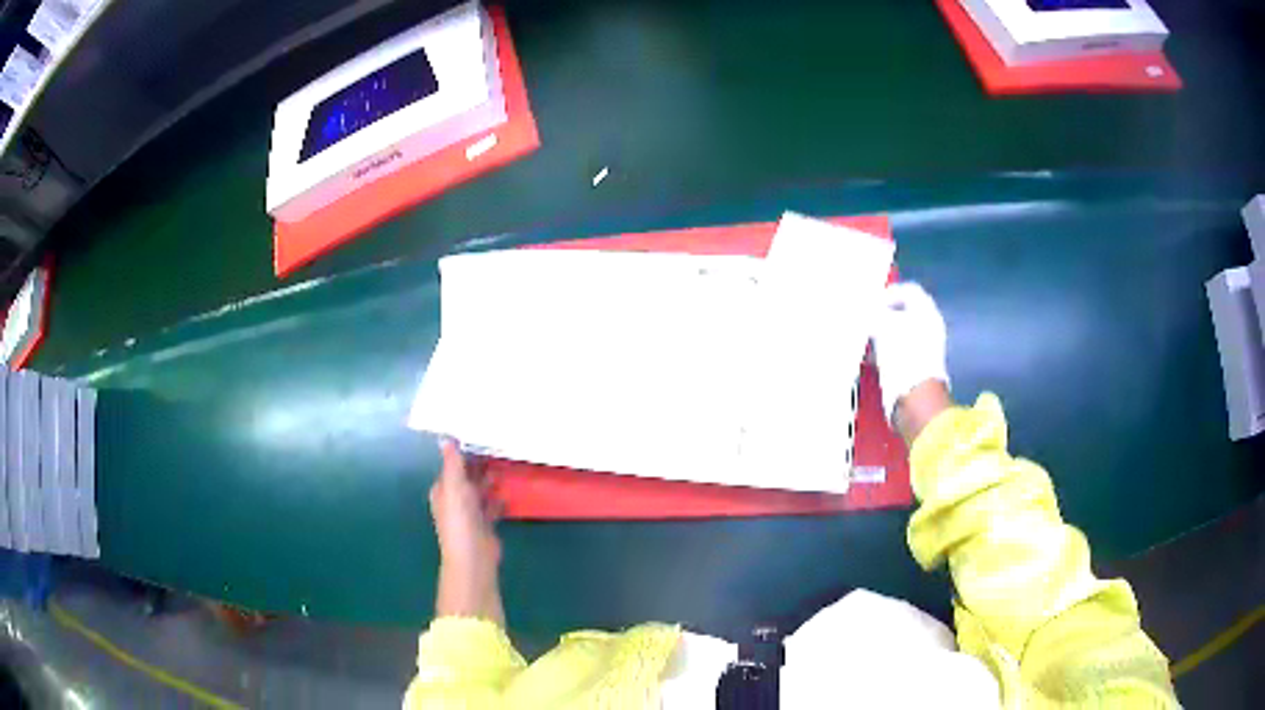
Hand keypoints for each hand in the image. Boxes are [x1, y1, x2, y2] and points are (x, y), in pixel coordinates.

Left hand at [431, 440, 503, 621]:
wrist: (473, 557)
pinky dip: (498, 500)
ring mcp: (470, 515)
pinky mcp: (485, 526)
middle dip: (479, 466)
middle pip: (467, 479)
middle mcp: (454, 501)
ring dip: (489, 481)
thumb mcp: (454, 486)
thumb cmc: (460, 520)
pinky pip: (492, 507)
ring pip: (480, 492)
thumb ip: (452, 463)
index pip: (452, 467)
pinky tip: (507, 494)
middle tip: (498, 449)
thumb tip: (446, 438)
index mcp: (443, 491)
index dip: (464, 454)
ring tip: (504, 467)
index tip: (480, 438)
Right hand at [872, 282, 950, 438]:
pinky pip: (897, 352)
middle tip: (864, 318)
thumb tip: (863, 308)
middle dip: (882, 315)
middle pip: (904, 312)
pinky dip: (883, 352)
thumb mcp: (882, 326)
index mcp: (927, 312)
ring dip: (880, 334)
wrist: (914, 398)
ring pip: (898, 333)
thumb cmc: (902, 354)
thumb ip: (872, 311)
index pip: (909, 291)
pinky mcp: (915, 368)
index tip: (871, 301)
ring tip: (863, 338)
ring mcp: (924, 349)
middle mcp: (929, 327)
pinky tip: (870, 358)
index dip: (889, 292)